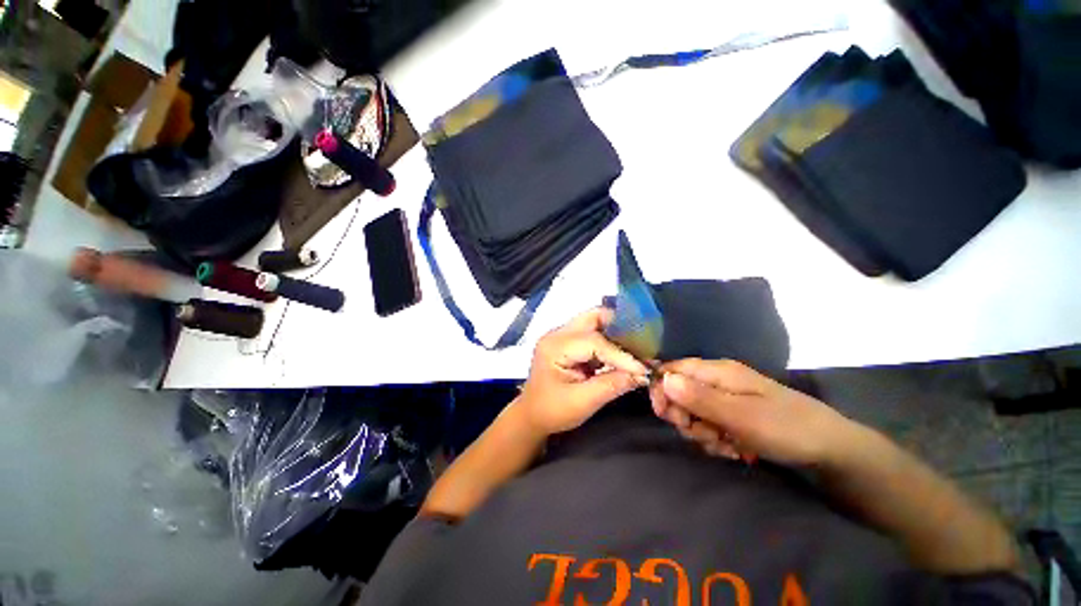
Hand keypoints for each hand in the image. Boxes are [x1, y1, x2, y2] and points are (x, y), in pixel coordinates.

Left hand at [516, 308, 649, 435]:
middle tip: (642, 346)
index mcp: (555, 347)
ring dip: (616, 334)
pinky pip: (593, 333)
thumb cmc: (552, 411)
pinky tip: (622, 355)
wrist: (531, 415)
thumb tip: (643, 374)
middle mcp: (557, 334)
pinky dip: (609, 341)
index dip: (621, 354)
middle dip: (620, 328)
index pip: (594, 341)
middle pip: (593, 317)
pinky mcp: (568, 342)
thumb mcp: (583, 403)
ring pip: (594, 321)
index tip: (644, 368)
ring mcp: (562, 335)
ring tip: (635, 350)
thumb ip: (613, 385)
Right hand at [649, 358, 856, 465]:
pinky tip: (733, 449)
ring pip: (694, 413)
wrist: (831, 450)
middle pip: (680, 392)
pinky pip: (710, 425)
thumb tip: (663, 379)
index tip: (664, 414)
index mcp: (718, 372)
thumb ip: (699, 398)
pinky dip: (715, 439)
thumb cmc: (786, 428)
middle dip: (685, 417)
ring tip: (726, 445)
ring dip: (702, 432)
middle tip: (703, 434)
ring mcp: (726, 399)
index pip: (673, 369)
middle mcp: (718, 381)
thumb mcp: (740, 416)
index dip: (662, 388)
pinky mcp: (734, 415)